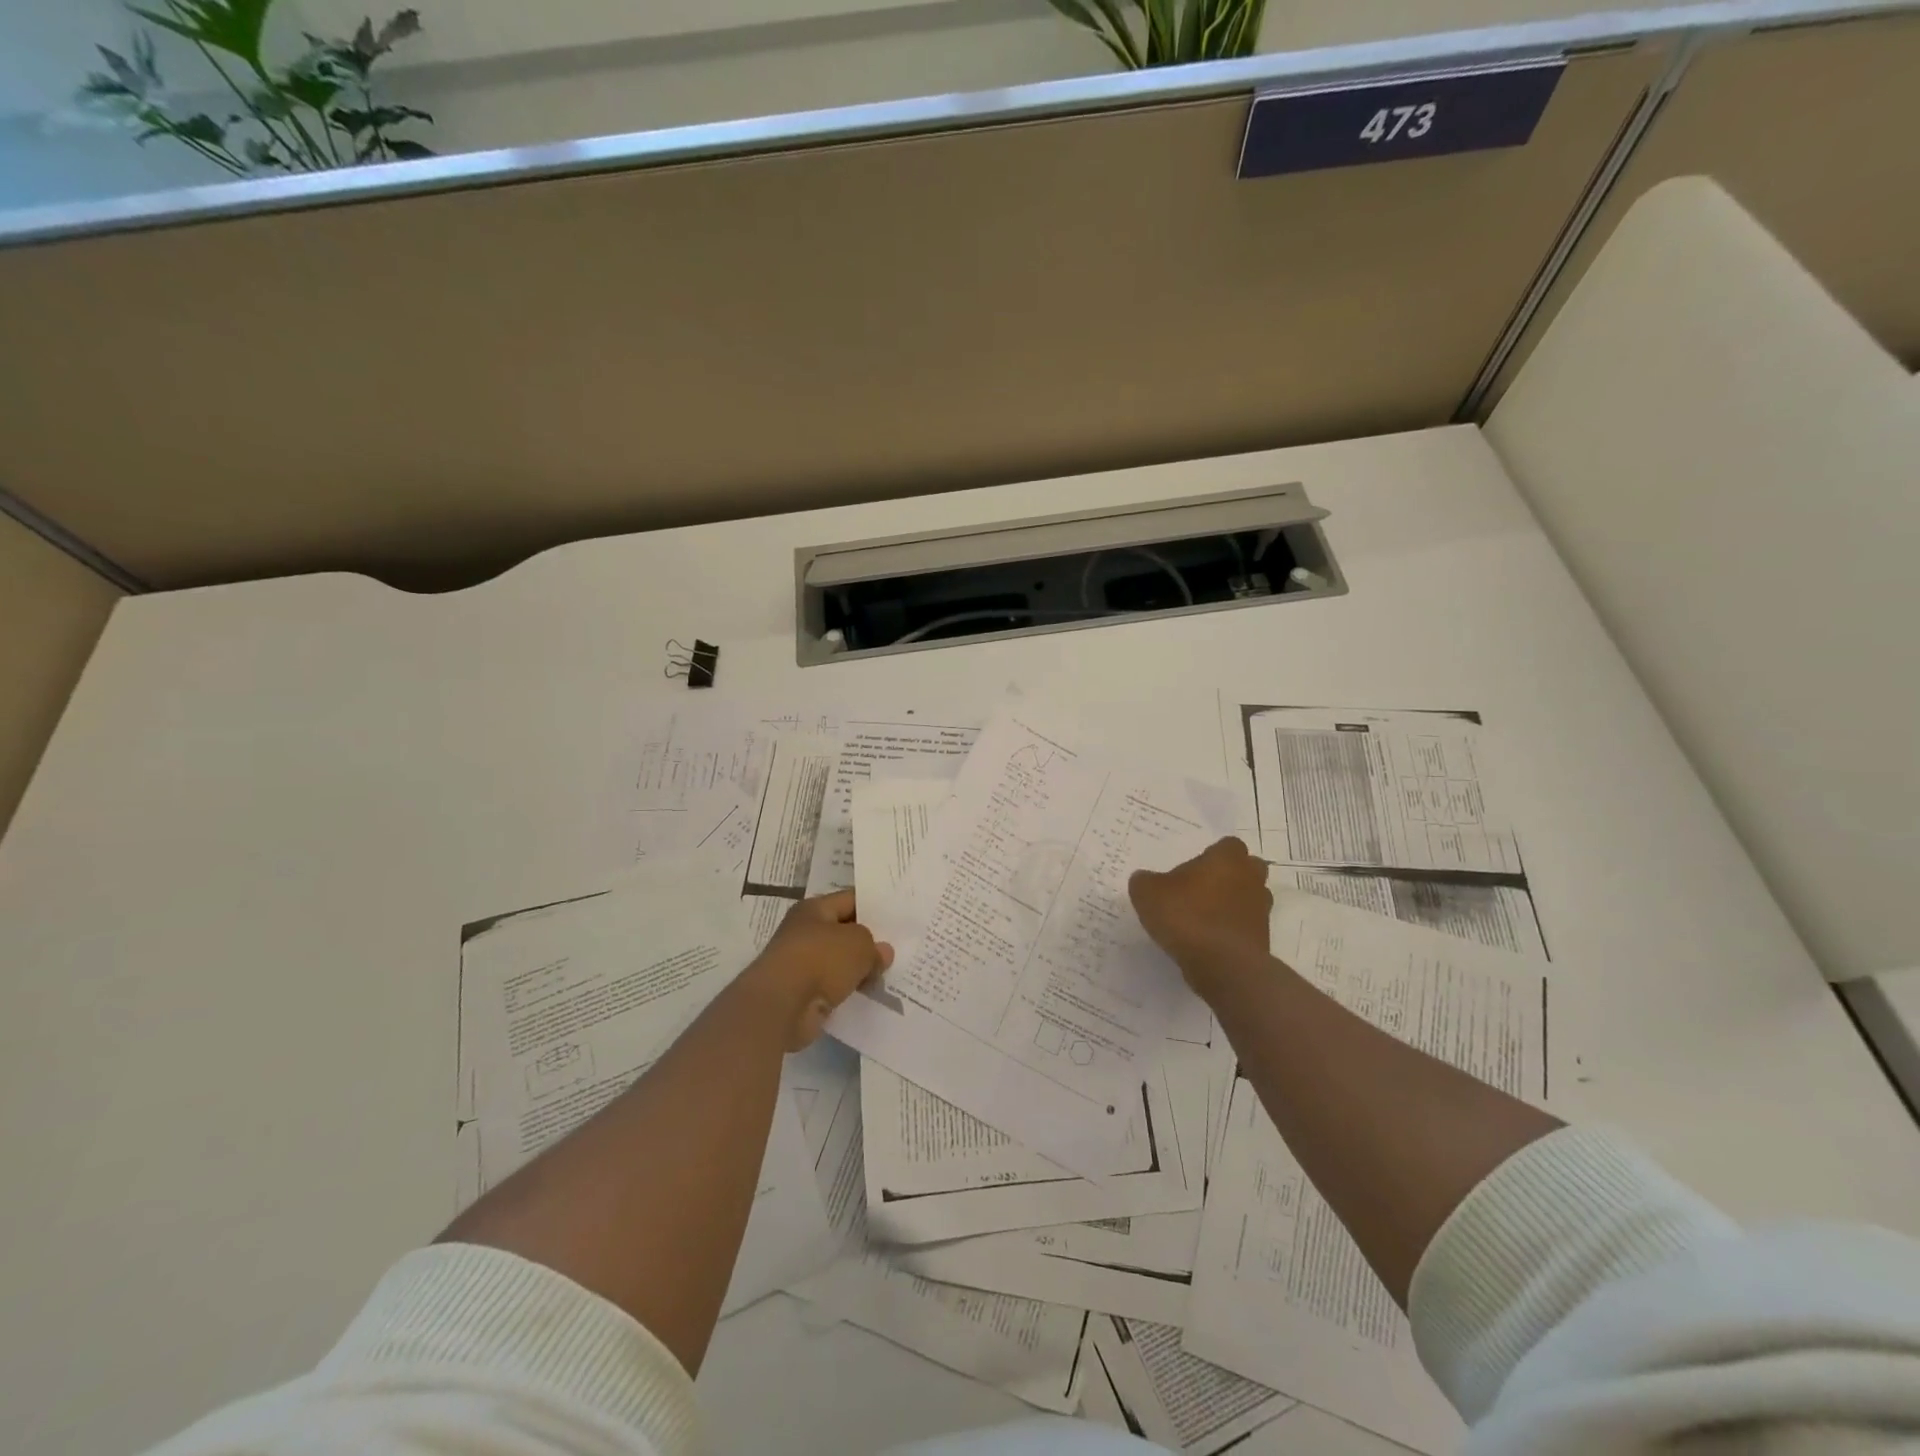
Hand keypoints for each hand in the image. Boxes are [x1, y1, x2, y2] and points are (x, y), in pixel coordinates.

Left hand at [748, 890, 893, 1049]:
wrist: (781, 1005)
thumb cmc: (820, 960)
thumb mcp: (859, 944)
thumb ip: (874, 946)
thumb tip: (883, 953)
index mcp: (814, 909)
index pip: (850, 900)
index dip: (874, 907)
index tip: (897, 917)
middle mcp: (804, 932)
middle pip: (844, 932)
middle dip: (868, 941)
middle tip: (899, 947)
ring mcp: (801, 963)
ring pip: (839, 962)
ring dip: (859, 969)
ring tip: (889, 974)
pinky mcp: (802, 993)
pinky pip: (833, 986)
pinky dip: (848, 990)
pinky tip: (870, 995)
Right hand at [1129, 837, 1272, 998]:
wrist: (1223, 966)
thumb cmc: (1187, 916)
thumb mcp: (1148, 893)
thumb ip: (1145, 881)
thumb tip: (1145, 879)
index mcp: (1227, 858)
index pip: (1228, 845)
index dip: (1212, 855)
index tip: (1193, 869)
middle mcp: (1251, 879)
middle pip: (1246, 869)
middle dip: (1228, 876)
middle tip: (1200, 889)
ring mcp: (1261, 910)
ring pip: (1248, 899)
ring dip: (1231, 904)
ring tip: (1201, 918)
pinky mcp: (1262, 939)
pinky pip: (1245, 927)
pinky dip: (1230, 931)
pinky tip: (1207, 942)